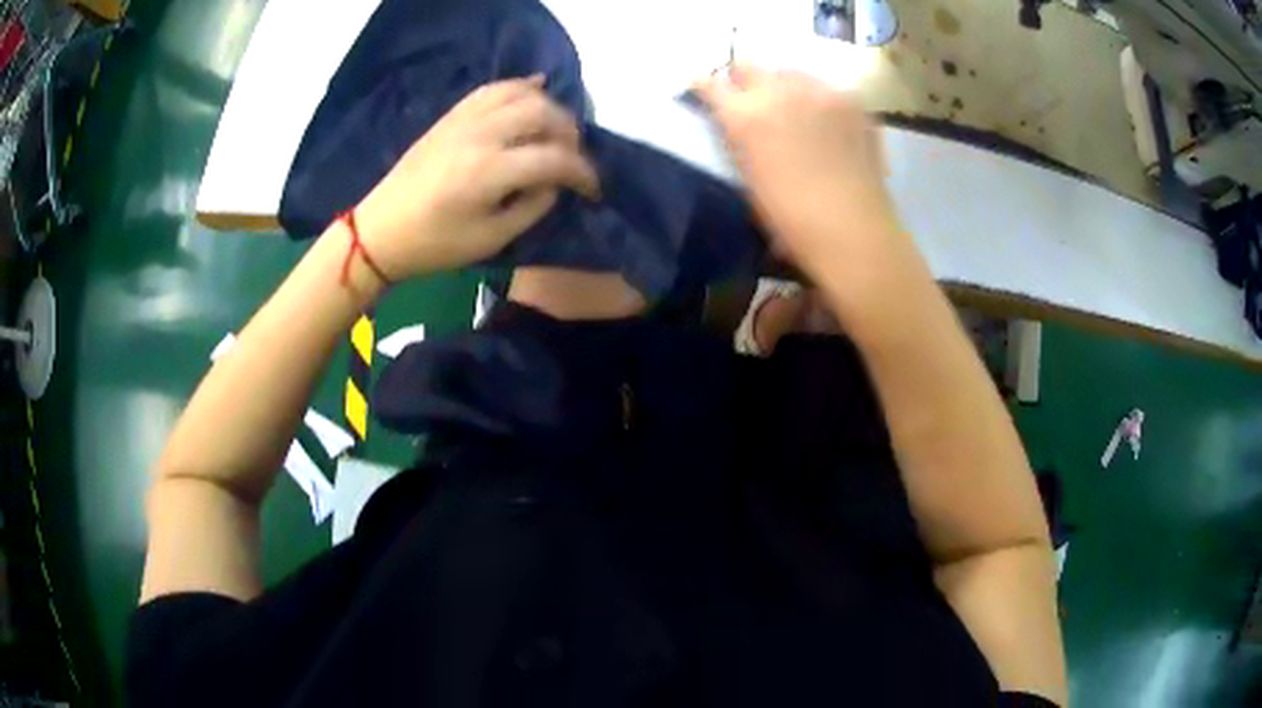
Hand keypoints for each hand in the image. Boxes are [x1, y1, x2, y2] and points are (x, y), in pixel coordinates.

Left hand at [355, 76, 600, 279]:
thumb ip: (532, 207)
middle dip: (570, 134)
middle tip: (573, 158)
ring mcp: (465, 119)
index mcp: (491, 170)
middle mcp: (482, 134)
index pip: (555, 158)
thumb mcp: (491, 239)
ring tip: (555, 130)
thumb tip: (554, 184)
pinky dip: (520, 86)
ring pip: (522, 93)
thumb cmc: (435, 245)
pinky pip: (493, 88)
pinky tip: (535, 91)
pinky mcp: (452, 116)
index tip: (593, 190)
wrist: (381, 231)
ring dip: (549, 107)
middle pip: (544, 114)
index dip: (584, 173)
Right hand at [694, 67, 912, 291]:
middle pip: (749, 65)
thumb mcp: (748, 178)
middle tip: (750, 100)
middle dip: (743, 79)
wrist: (853, 230)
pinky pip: (825, 89)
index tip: (703, 90)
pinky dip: (818, 101)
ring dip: (784, 86)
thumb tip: (736, 124)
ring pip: (790, 73)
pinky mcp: (852, 100)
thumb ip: (738, 140)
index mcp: (745, 116)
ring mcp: (820, 91)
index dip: (703, 86)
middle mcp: (779, 91)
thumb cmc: (791, 219)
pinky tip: (827, 126)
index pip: (710, 84)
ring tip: (794, 111)